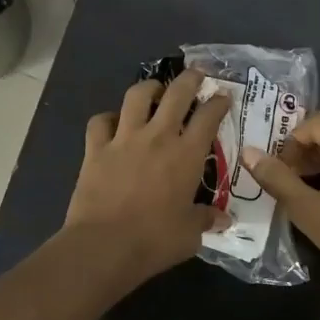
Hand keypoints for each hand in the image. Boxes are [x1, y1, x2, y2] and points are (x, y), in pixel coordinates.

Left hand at [64, 70, 231, 283]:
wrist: (105, 245)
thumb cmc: (155, 240)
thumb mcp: (190, 234)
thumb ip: (206, 220)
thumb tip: (222, 220)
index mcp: (186, 155)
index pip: (208, 117)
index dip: (218, 102)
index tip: (223, 96)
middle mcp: (158, 137)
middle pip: (176, 94)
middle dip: (189, 79)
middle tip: (196, 74)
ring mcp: (124, 139)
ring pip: (136, 96)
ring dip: (149, 88)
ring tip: (155, 89)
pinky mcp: (96, 149)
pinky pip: (100, 122)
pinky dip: (108, 118)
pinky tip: (113, 123)